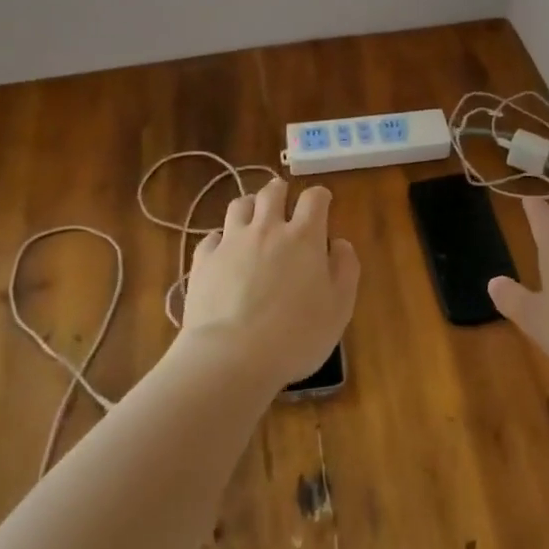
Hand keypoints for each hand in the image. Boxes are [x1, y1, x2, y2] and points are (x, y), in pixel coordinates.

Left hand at [181, 177, 360, 390]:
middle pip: (272, 192)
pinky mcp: (203, 260)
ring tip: (253, 219)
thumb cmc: (296, 336)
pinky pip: (212, 237)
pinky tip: (224, 252)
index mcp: (304, 237)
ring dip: (250, 207)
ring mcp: (231, 242)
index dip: (320, 196)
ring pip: (239, 205)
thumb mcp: (339, 308)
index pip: (314, 198)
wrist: (232, 357)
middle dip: (280, 191)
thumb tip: (339, 244)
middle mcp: (267, 229)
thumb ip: (345, 269)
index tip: (323, 202)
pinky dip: (221, 239)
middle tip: (284, 201)